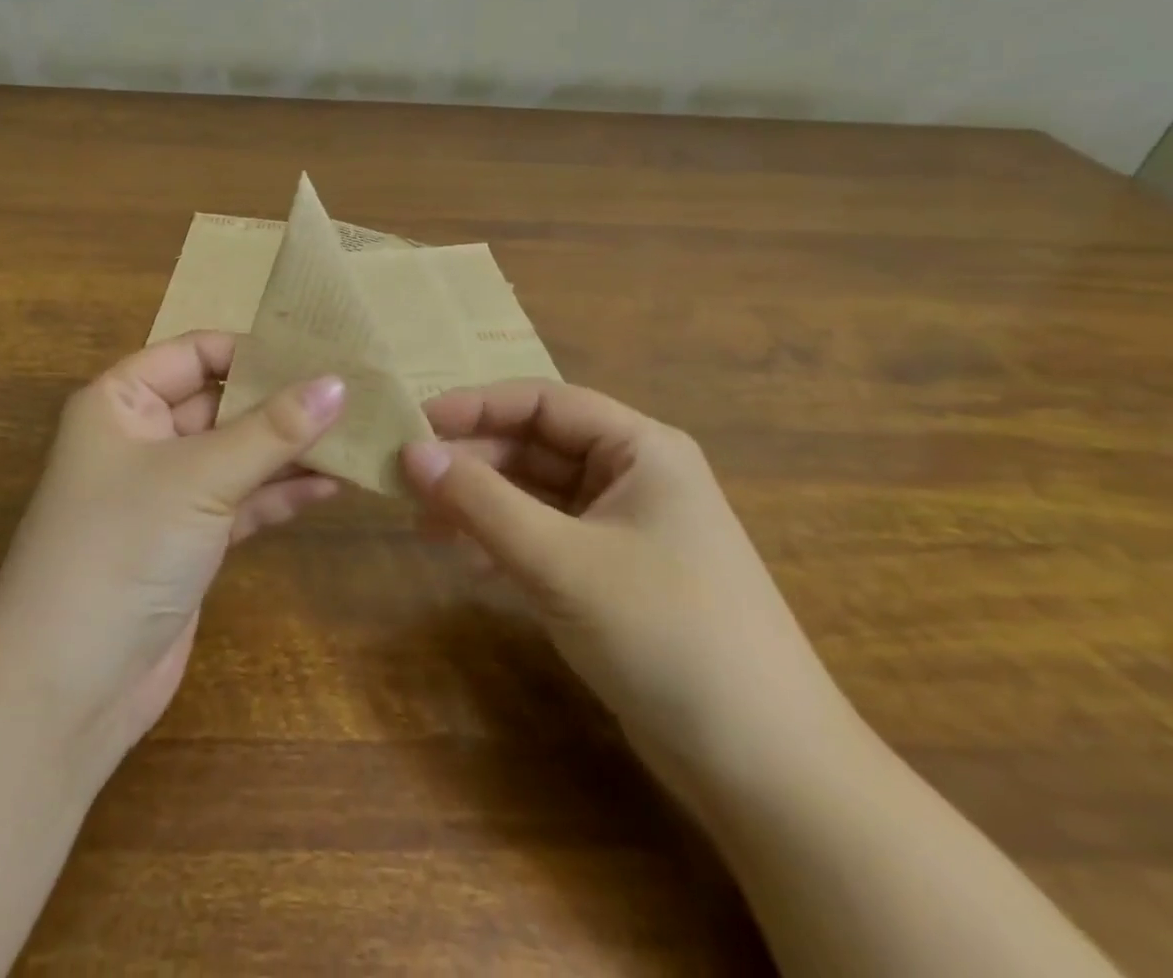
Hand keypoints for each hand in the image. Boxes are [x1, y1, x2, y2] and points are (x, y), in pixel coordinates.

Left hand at [0, 332, 344, 766]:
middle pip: (222, 401)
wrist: (68, 688)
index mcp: (121, 401)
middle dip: (282, 401)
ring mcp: (166, 492)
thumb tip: (338, 383)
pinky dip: (281, 493)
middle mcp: (141, 437)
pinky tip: (332, 484)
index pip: (196, 352)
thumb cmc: (123, 548)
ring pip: (237, 453)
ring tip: (356, 435)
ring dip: (289, 449)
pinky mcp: (188, 540)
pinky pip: (242, 501)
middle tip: (354, 393)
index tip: (320, 354)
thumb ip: (272, 430)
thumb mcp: (201, 477)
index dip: (254, 350)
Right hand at [402, 380, 851, 802]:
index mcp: (640, 449)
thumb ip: (480, 502)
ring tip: (423, 523)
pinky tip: (463, 559)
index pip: (543, 403)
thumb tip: (410, 452)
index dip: (476, 406)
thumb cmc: (666, 634)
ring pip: (535, 495)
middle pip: (535, 448)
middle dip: (472, 462)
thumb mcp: (561, 560)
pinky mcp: (612, 577)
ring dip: (481, 504)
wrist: (765, 771)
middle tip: (407, 481)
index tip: (414, 423)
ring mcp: (623, 530)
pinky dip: (502, 542)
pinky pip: (544, 538)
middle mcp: (633, 477)